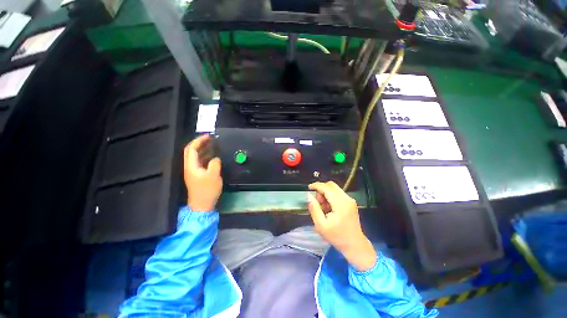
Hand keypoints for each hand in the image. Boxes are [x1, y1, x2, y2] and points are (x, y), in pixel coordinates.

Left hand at [184, 135, 222, 210]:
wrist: (203, 205)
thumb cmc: (207, 190)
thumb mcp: (213, 176)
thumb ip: (215, 163)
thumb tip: (216, 158)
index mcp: (191, 166)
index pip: (191, 149)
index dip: (199, 141)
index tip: (209, 136)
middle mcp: (190, 167)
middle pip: (191, 151)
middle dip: (200, 143)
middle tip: (211, 139)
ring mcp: (193, 171)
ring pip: (196, 156)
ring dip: (204, 149)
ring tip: (214, 145)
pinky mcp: (198, 175)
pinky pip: (201, 162)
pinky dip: (206, 156)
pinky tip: (214, 156)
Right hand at [308, 181, 376, 270]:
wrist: (355, 245)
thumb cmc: (337, 237)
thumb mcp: (321, 225)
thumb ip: (314, 209)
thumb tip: (309, 195)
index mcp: (341, 205)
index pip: (327, 188)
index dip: (317, 185)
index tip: (309, 187)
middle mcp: (347, 199)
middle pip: (331, 185)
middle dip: (321, 189)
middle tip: (317, 202)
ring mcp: (350, 200)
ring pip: (334, 188)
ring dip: (325, 193)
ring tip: (323, 207)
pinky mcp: (351, 202)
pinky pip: (338, 193)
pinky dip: (330, 196)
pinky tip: (328, 208)